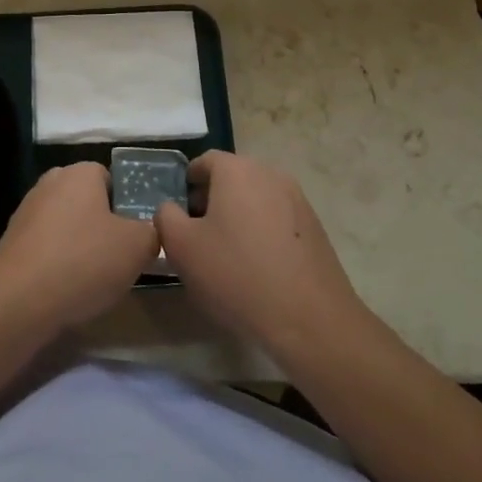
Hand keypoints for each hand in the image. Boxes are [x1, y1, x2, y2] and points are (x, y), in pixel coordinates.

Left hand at [0, 162, 158, 327]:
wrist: (18, 300)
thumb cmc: (83, 261)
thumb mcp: (137, 246)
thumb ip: (152, 232)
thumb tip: (149, 231)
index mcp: (79, 173)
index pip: (111, 178)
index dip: (128, 205)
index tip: (138, 234)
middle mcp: (50, 183)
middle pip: (88, 202)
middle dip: (104, 227)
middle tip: (121, 258)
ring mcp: (26, 212)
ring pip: (67, 226)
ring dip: (81, 247)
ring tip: (96, 280)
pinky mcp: (12, 242)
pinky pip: (47, 248)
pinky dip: (59, 264)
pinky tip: (68, 290)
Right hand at [156, 151, 362, 357]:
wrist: (309, 319)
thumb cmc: (237, 274)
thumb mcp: (182, 247)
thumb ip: (166, 218)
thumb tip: (171, 208)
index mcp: (237, 170)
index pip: (204, 161)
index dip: (187, 184)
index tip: (179, 213)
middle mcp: (270, 174)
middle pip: (232, 178)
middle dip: (212, 200)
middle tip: (198, 235)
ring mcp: (297, 200)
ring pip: (255, 198)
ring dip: (238, 216)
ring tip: (227, 253)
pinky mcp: (315, 227)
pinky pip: (277, 219)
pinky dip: (262, 232)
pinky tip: (257, 266)